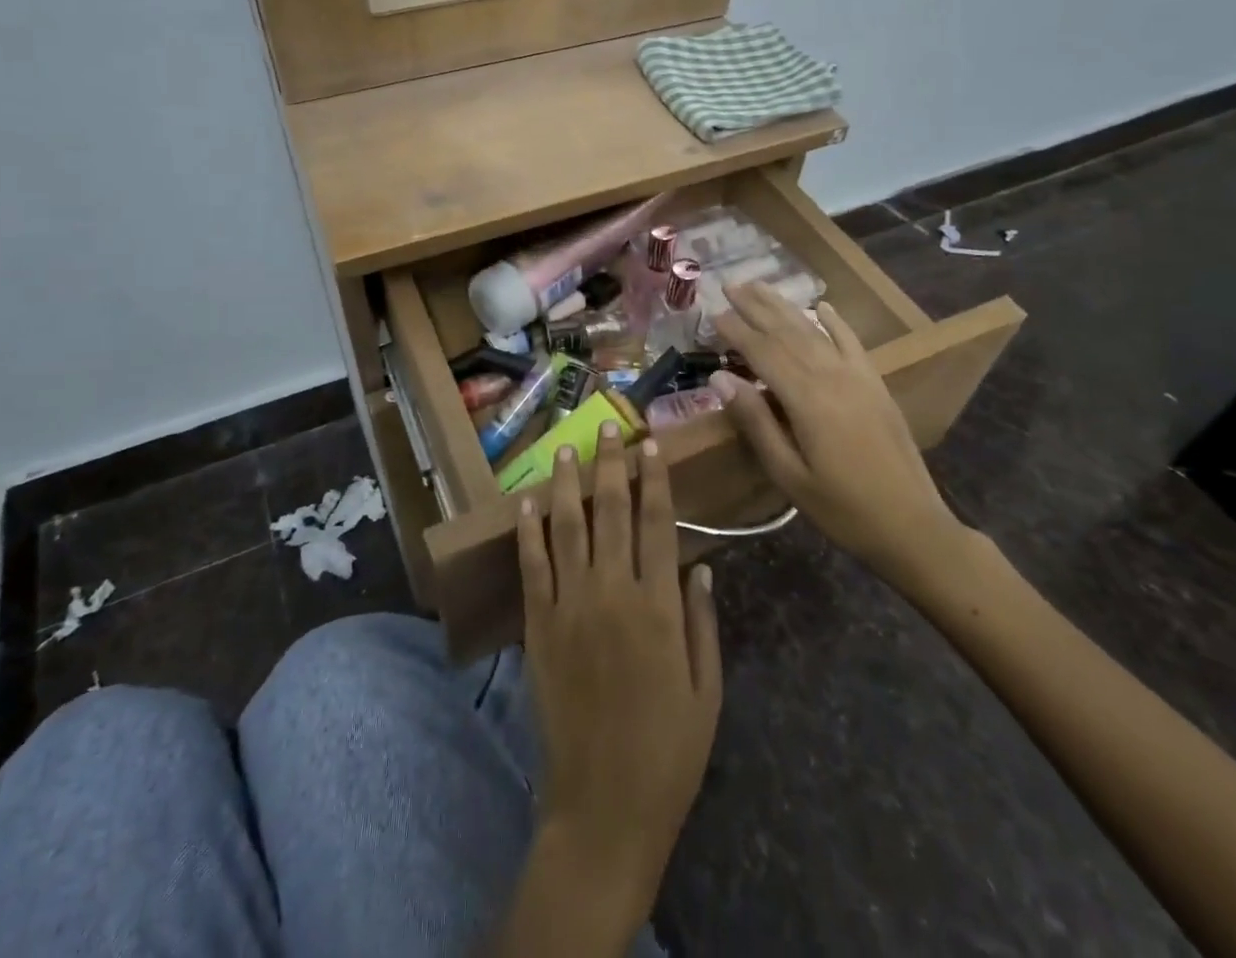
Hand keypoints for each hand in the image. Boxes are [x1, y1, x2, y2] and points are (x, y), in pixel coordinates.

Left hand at [517, 424, 720, 912]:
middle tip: (608, 426)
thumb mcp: (707, 690)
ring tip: (567, 447)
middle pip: (611, 511)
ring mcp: (570, 607)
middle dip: (610, 464)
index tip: (649, 444)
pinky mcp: (539, 627)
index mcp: (659, 607)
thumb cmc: (668, 752)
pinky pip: (532, 566)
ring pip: (567, 526)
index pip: (657, 523)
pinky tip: (528, 500)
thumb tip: (700, 565)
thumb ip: (702, 622)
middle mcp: (613, 593)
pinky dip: (528, 529)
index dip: (654, 478)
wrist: (603, 809)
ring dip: (568, 482)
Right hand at [710, 280, 974, 595]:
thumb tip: (720, 377)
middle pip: (788, 332)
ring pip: (815, 331)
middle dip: (757, 307)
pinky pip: (852, 342)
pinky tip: (821, 306)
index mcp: (807, 399)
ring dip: (785, 307)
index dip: (736, 331)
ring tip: (760, 286)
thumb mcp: (788, 473)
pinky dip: (835, 321)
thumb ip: (755, 421)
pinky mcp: (875, 384)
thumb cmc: (841, 508)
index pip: (763, 352)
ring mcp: (858, 377)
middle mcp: (832, 376)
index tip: (712, 313)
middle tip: (730, 285)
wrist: (912, 526)